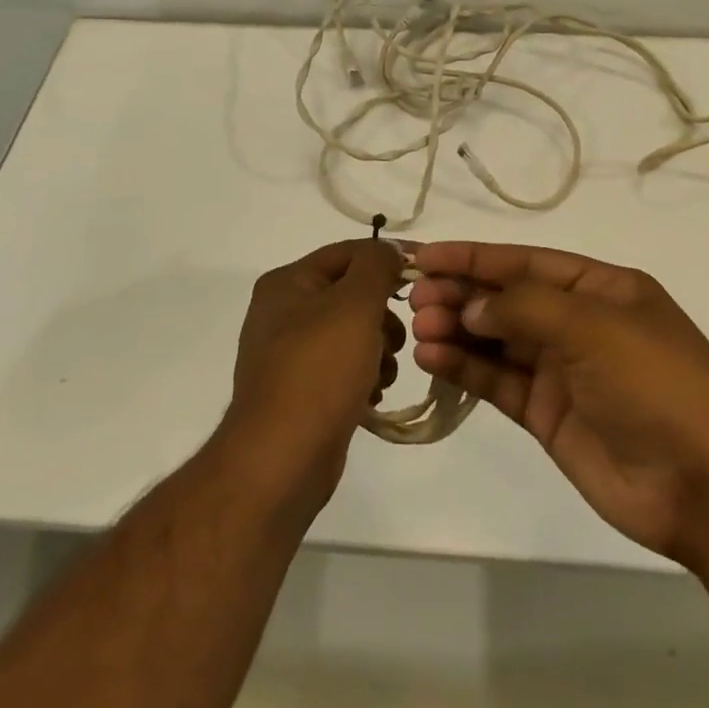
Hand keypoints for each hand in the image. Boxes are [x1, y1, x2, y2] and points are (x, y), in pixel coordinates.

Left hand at [221, 240, 405, 517]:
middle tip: (394, 340)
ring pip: (351, 334)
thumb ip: (376, 266)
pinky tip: (370, 397)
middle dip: (382, 316)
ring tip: (381, 376)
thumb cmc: (319, 370)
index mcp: (287, 282)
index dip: (388, 259)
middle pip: (351, 295)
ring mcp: (289, 354)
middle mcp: (282, 312)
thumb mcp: (354, 304)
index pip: (347, 253)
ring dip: (377, 351)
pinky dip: (363, 377)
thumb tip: (388, 250)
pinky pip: (343, 369)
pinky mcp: (300, 390)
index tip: (427, 276)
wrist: (281, 457)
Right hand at [409, 242, 708, 566]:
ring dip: (456, 330)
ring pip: (496, 340)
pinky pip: (498, 381)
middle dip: (460, 294)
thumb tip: (471, 306)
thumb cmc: (656, 385)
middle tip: (415, 298)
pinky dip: (465, 368)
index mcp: (602, 289)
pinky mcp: (548, 414)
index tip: (423, 256)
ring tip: (417, 329)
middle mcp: (579, 323)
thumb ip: (524, 307)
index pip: (525, 261)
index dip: (473, 256)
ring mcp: (562, 371)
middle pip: (506, 299)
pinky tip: (433, 359)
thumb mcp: (593, 327)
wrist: (706, 488)